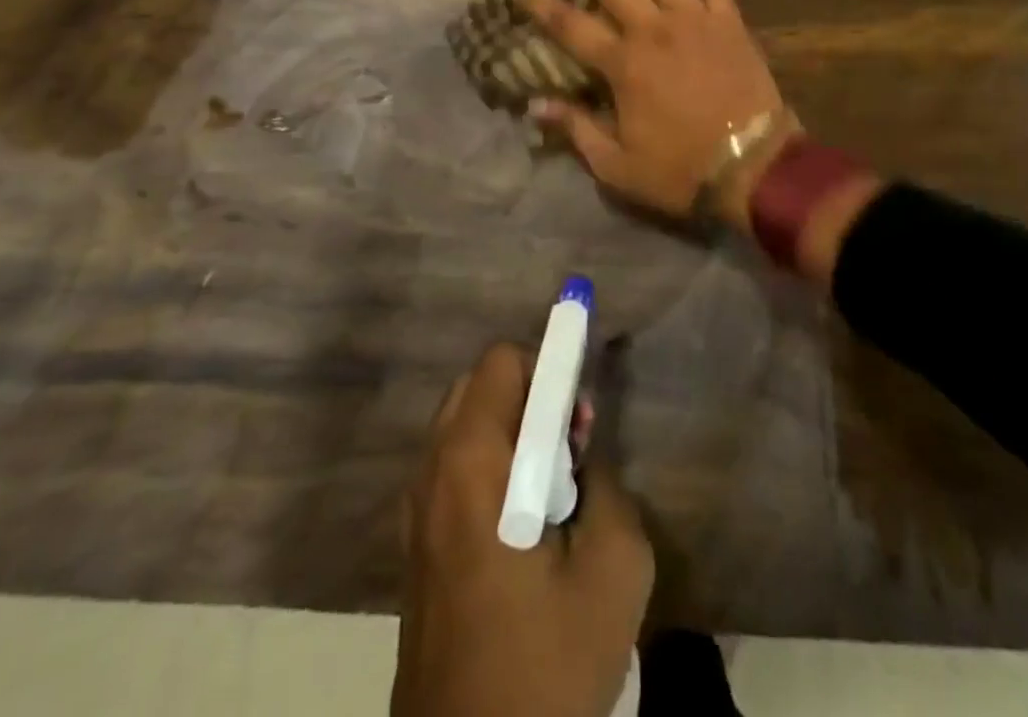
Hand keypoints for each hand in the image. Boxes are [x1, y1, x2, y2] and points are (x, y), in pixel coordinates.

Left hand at [394, 344, 653, 716]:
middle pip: (478, 386)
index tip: (580, 415)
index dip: (549, 366)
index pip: (502, 362)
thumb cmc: (545, 665)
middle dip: (529, 398)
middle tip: (570, 451)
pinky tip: (520, 528)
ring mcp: (415, 509)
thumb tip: (580, 456)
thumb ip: (607, 485)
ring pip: (462, 426)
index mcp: (472, 462)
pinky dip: (487, 466)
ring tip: (551, 493)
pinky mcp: (414, 545)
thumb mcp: (614, 569)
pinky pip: (451, 468)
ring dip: (509, 433)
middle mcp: (432, 470)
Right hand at [517, 0, 793, 232]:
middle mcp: (654, 30)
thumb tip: (535, 105)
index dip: (539, 4)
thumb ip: (577, 130)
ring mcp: (694, 21)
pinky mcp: (729, 23)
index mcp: (623, 65)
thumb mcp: (617, 166)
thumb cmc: (681, 170)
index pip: (569, 26)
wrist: (755, 168)